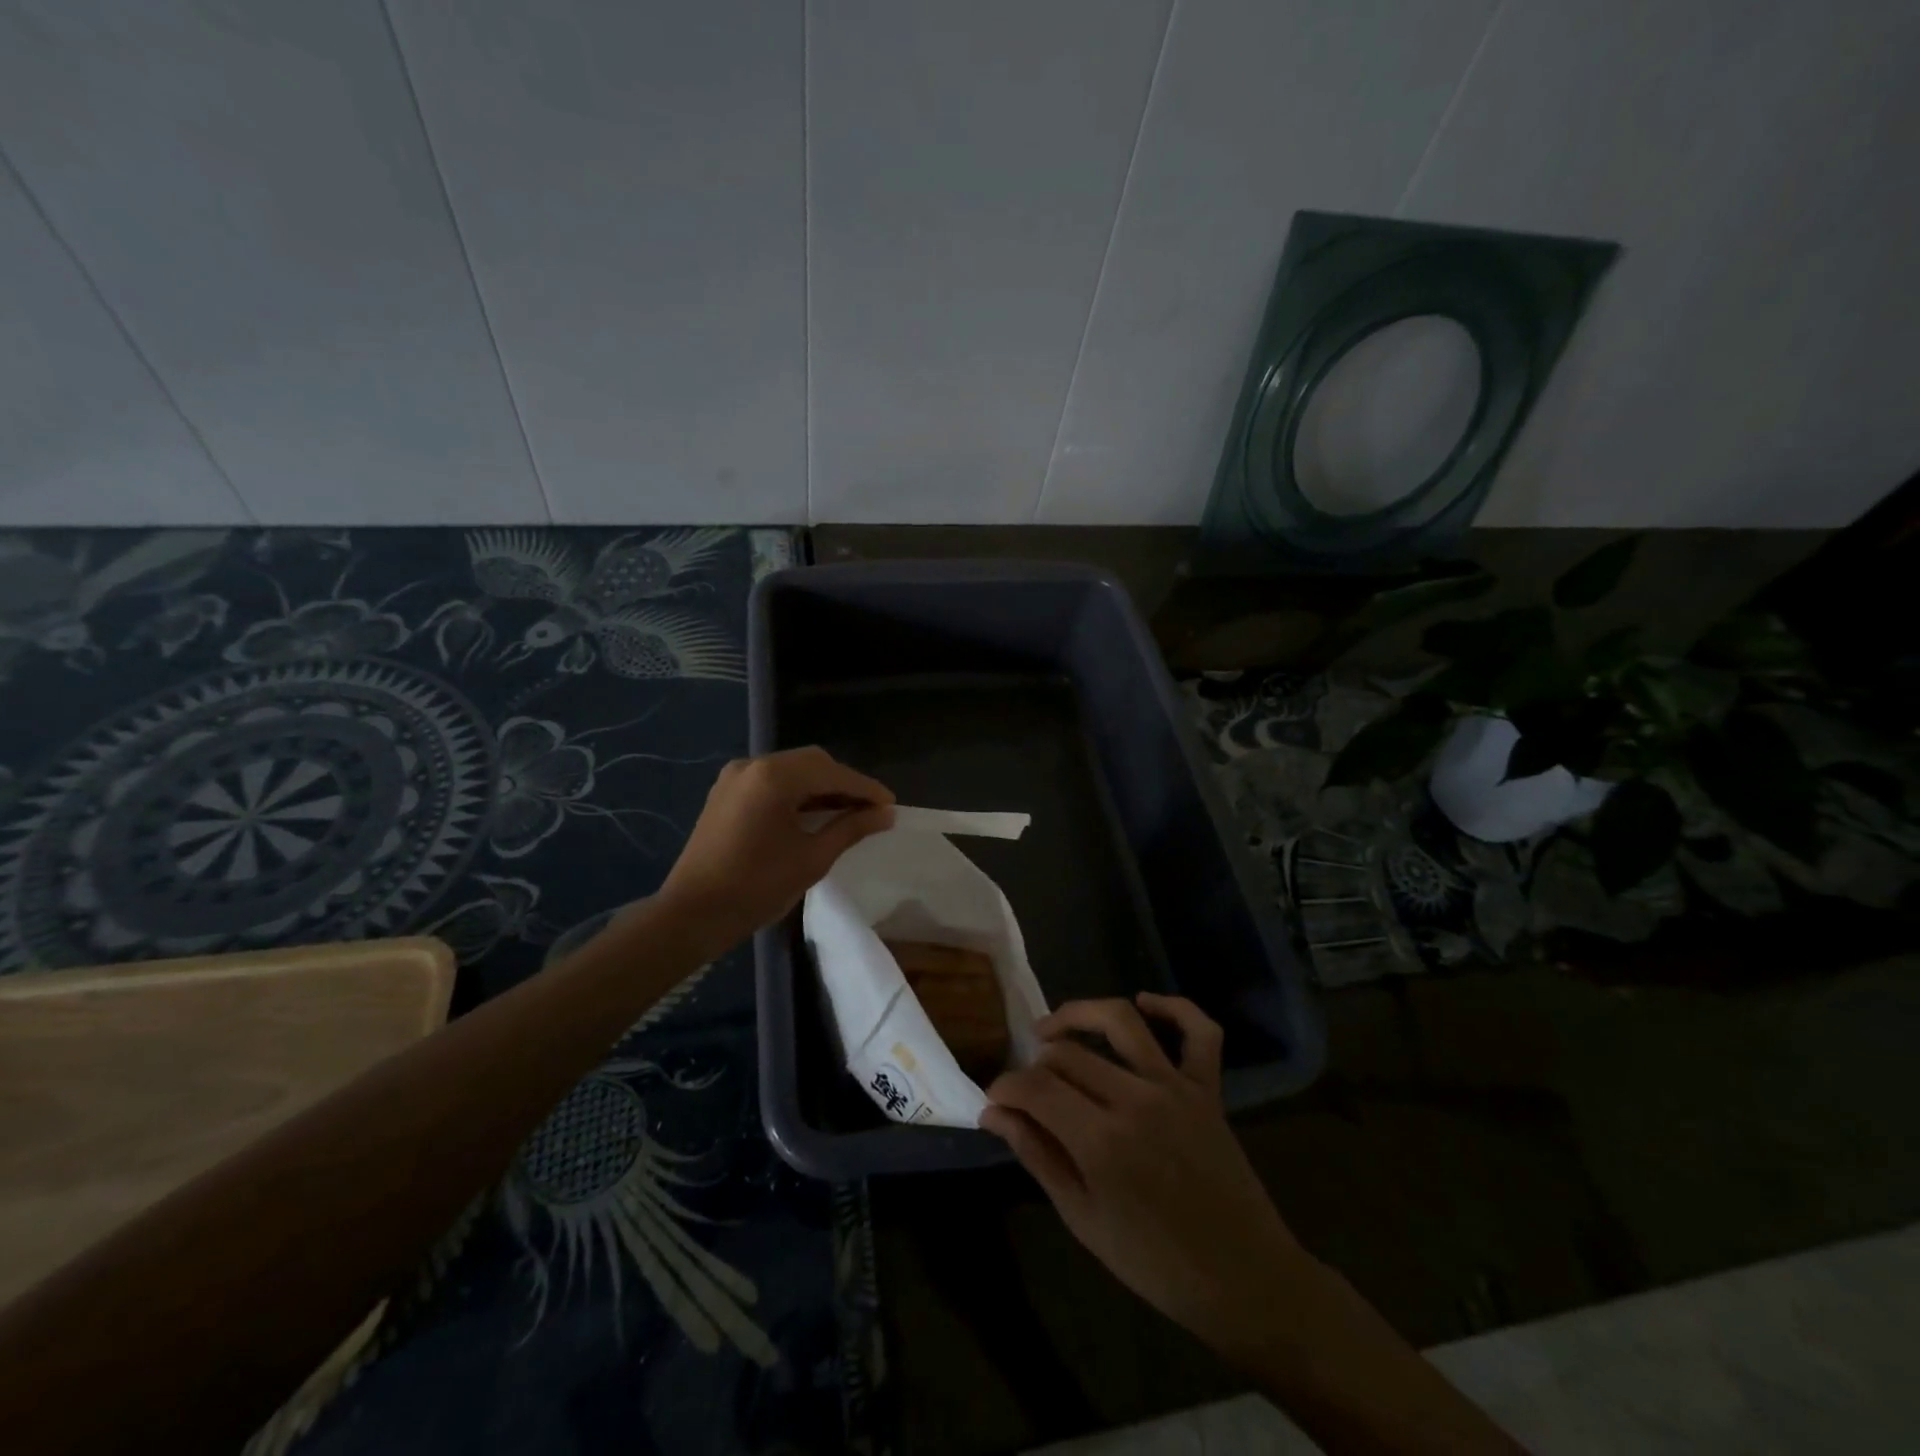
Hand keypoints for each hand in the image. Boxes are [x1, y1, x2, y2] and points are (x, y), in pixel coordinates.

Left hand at [660, 747, 895, 951]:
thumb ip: (850, 828)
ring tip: (849, 812)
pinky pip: (771, 782)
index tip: (891, 805)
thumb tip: (886, 814)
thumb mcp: (812, 858)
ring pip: (792, 770)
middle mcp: (753, 765)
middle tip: (872, 810)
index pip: (832, 773)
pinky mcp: (726, 793)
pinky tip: (814, 813)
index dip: (865, 788)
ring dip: (821, 787)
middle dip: (844, 784)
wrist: (692, 915)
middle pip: (812, 763)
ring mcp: (735, 777)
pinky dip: (797, 793)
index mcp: (774, 777)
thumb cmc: (756, 887)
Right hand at [981, 994, 1304, 1358]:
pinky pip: (1198, 1031)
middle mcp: (1136, 1100)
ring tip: (1052, 1028)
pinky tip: (1144, 1003)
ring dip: (1079, 1014)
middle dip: (1035, 1065)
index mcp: (1101, 1141)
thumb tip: (994, 1113)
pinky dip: (1173, 1007)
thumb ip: (1037, 1156)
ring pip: (1120, 1021)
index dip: (1006, 1087)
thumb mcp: (1083, 1219)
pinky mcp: (1208, 1088)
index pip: (1036, 1087)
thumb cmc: (1155, 1263)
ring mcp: (1176, 1088)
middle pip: (1069, 1053)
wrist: (1243, 1279)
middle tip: (1026, 1088)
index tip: (995, 1100)